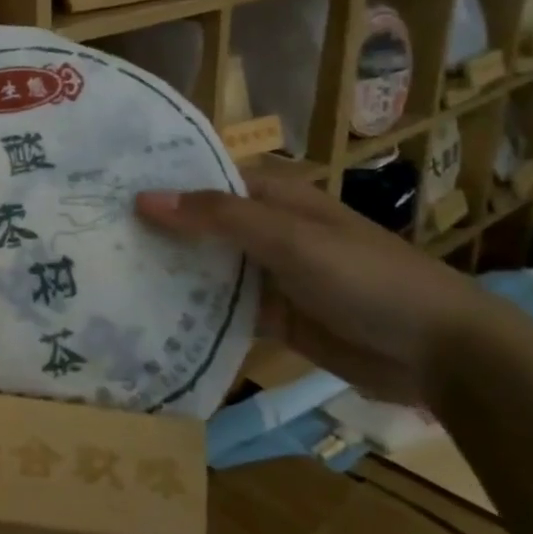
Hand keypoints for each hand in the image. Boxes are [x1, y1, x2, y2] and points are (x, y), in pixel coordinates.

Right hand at [136, 167, 521, 403]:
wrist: (439, 353)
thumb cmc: (365, 277)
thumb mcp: (290, 239)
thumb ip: (218, 217)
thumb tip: (144, 197)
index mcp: (274, 198)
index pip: (205, 181)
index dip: (161, 182)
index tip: (105, 188)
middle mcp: (266, 232)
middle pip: (201, 226)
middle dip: (156, 230)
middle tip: (92, 234)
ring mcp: (269, 277)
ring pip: (208, 269)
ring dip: (170, 271)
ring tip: (107, 274)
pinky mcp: (274, 319)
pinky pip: (224, 310)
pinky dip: (193, 312)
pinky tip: (149, 316)